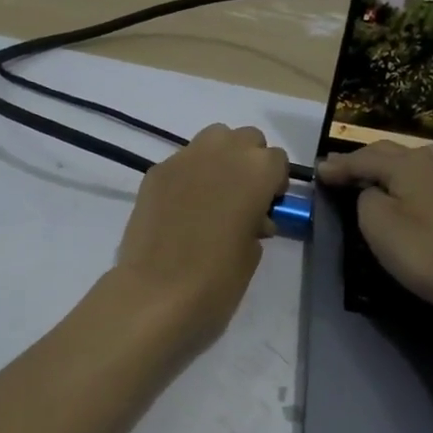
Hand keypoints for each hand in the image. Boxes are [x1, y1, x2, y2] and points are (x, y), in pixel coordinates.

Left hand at [111, 123, 288, 346]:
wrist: (156, 293)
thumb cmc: (217, 279)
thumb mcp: (253, 254)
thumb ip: (257, 223)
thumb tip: (250, 218)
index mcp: (256, 170)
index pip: (277, 160)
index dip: (274, 185)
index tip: (267, 209)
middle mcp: (223, 151)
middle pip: (247, 139)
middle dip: (249, 163)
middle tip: (242, 200)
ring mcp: (184, 158)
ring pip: (213, 139)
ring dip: (220, 160)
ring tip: (213, 197)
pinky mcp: (155, 171)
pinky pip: (182, 162)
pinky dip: (189, 176)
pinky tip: (181, 208)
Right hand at [317, 142, 432, 315]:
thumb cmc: (424, 253)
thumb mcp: (378, 226)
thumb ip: (367, 201)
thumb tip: (374, 192)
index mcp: (407, 167)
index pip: (365, 159)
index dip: (340, 165)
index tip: (318, 171)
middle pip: (396, 153)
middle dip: (367, 158)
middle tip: (343, 168)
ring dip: (412, 157)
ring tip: (395, 164)